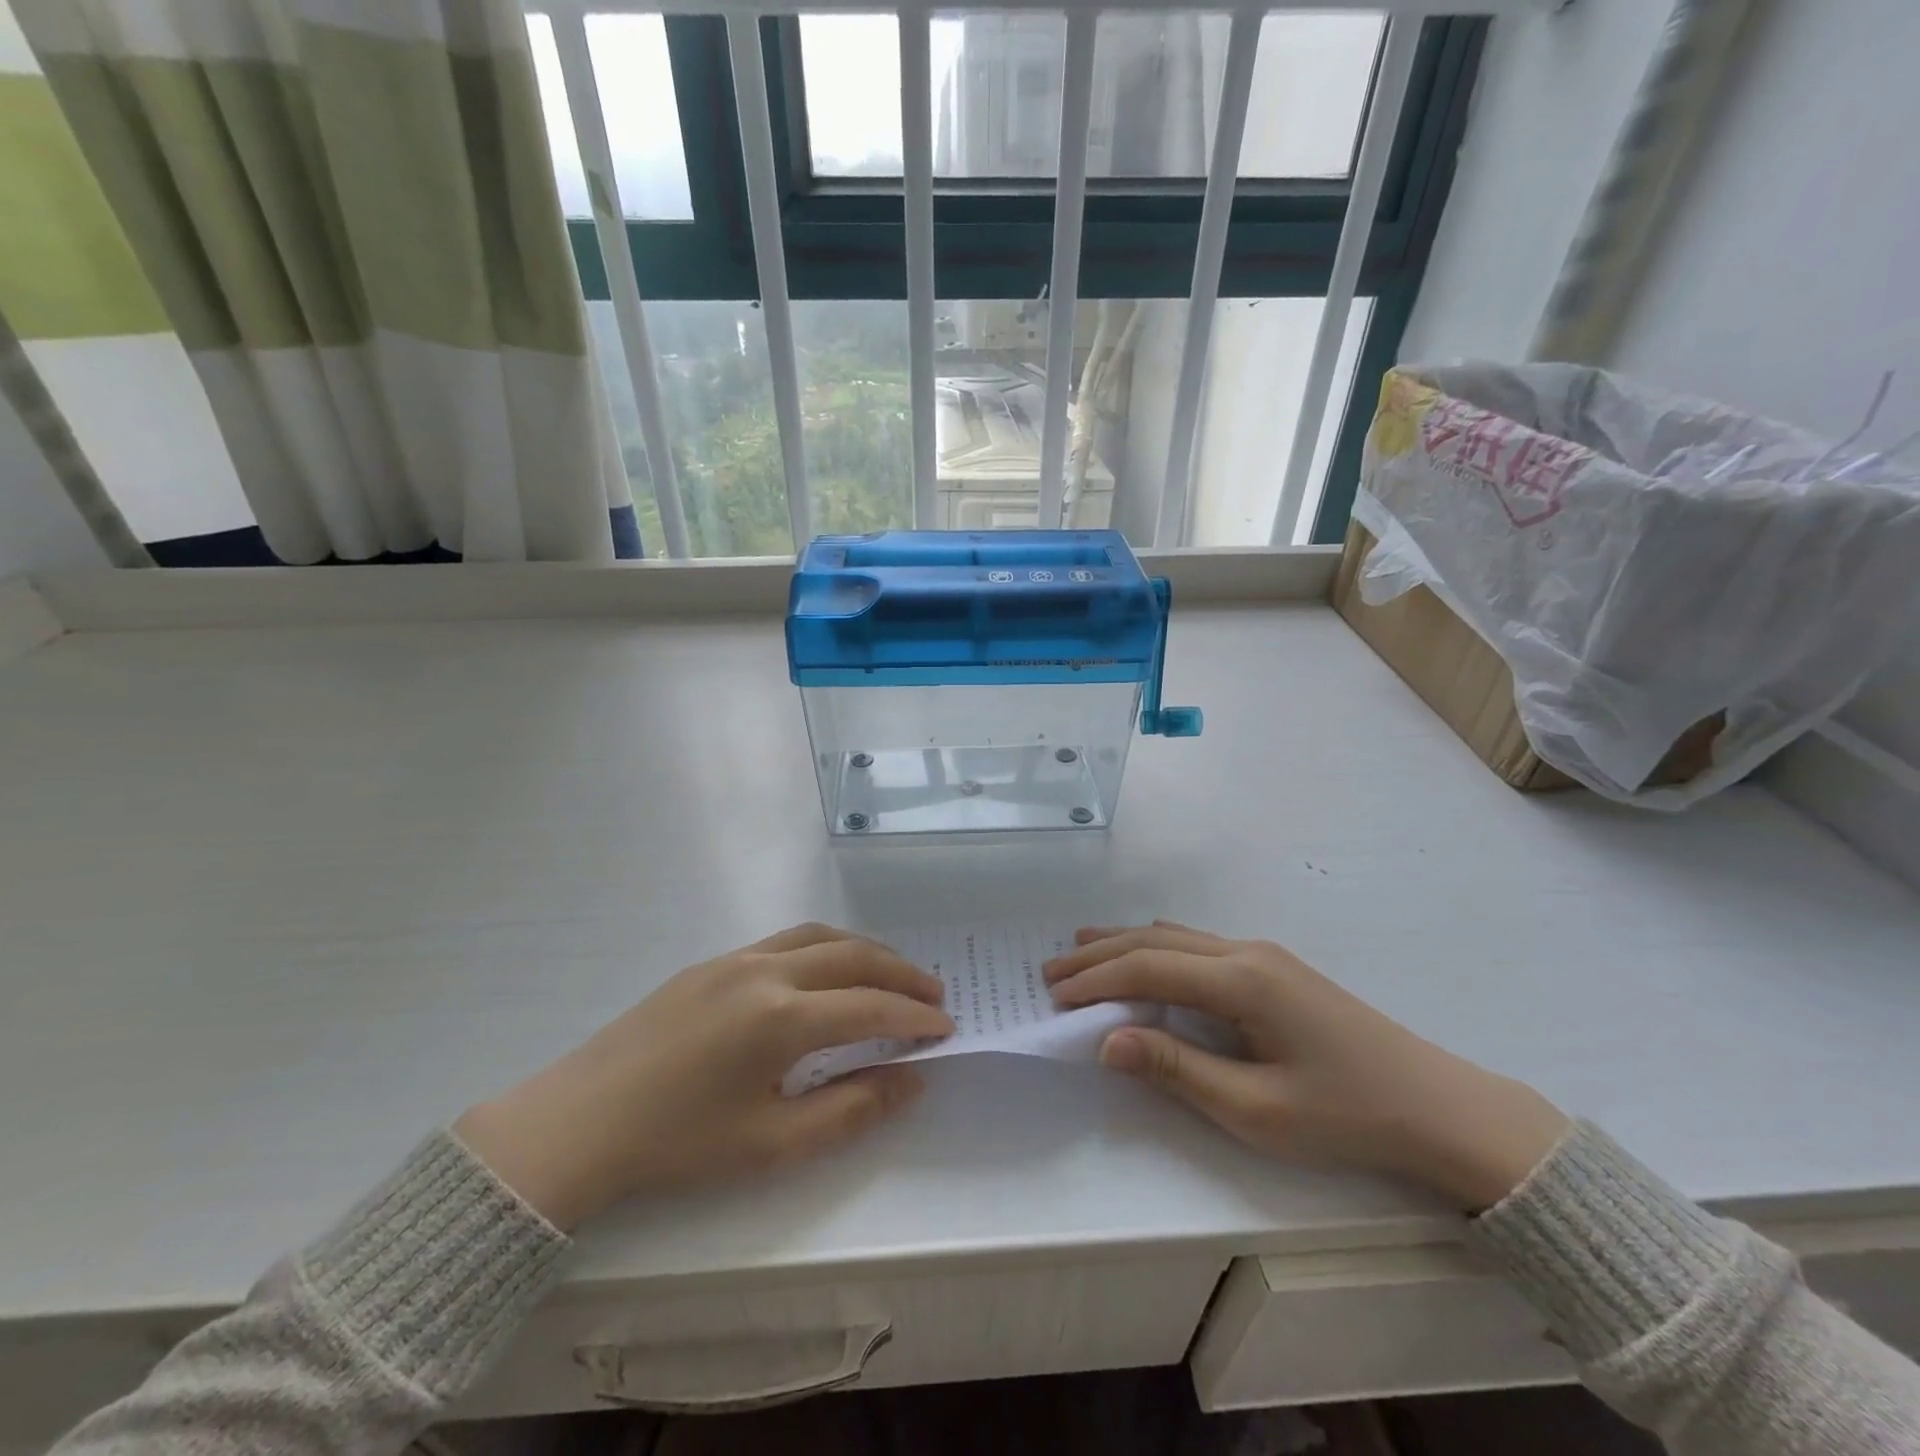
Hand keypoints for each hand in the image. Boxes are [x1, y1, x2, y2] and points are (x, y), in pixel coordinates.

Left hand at [454, 924, 953, 1229]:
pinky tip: (829, 972)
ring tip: (892, 975)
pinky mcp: (713, 961)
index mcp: (781, 1018)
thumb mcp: (771, 1144)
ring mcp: (736, 958)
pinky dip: (826, 947)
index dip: (914, 1017)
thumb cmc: (677, 1145)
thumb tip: (910, 1080)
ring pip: (820, 935)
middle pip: (854, 956)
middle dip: (901, 973)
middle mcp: (765, 971)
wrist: (578, 1123)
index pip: (870, 1007)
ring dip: (865, 951)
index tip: (946, 1028)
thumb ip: (850, 1110)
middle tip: (934, 994)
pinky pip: (787, 939)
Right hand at [1046, 922, 1569, 1209]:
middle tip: (1051, 971)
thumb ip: (1177, 1069)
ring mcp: (1263, 954)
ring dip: (1125, 945)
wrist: (1438, 1107)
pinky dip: (1157, 948)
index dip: (1095, 981)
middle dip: (1099, 955)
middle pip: (1154, 941)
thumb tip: (1107, 1041)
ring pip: (1176, 936)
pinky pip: (1198, 944)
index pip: (1146, 968)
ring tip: (1081, 951)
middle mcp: (1245, 952)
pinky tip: (1147, 956)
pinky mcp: (1274, 968)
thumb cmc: (1345, 1114)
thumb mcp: (1255, 1109)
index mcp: (1240, 981)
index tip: (1054, 997)